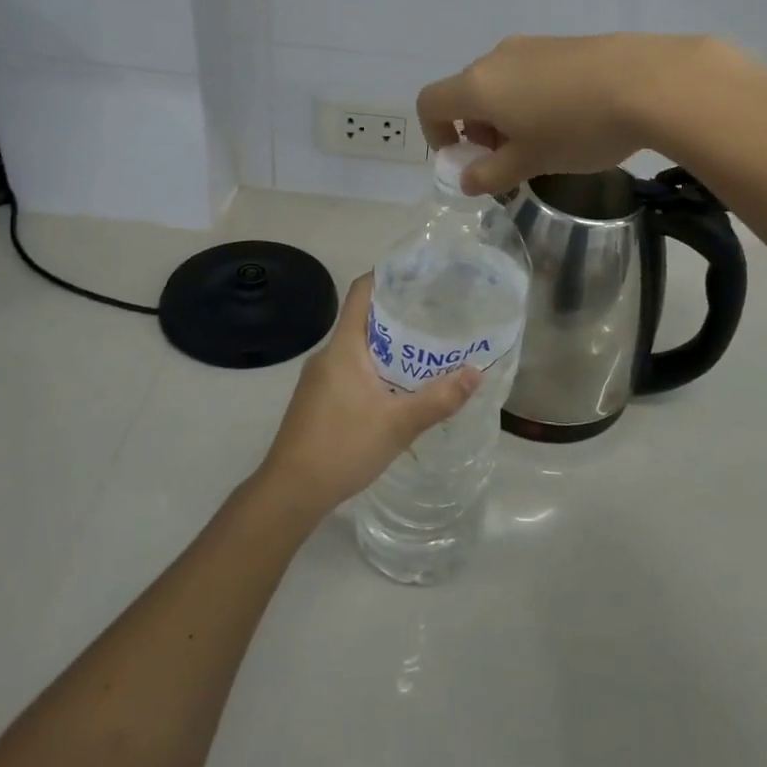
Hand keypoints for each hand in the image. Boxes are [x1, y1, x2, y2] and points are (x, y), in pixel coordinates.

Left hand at [255, 274, 480, 521]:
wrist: (289, 493)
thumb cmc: (341, 447)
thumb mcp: (398, 424)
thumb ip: (439, 399)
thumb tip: (477, 372)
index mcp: (343, 347)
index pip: (362, 292)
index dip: (388, 276)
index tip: (421, 273)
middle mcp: (329, 355)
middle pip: (365, 319)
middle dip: (400, 315)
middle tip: (439, 314)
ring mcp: (320, 378)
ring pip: (360, 348)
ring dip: (391, 346)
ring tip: (428, 348)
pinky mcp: (319, 400)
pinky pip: (353, 370)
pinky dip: (378, 368)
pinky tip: (400, 387)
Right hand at [417, 33, 760, 195]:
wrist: (650, 82)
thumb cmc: (578, 128)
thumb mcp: (531, 161)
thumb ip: (491, 173)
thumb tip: (467, 179)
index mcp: (478, 85)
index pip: (430, 102)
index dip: (434, 134)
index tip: (463, 158)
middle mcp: (496, 58)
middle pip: (466, 92)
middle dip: (475, 129)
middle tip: (508, 159)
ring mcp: (531, 46)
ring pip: (500, 83)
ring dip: (504, 114)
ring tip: (542, 142)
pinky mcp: (562, 43)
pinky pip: (529, 73)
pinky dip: (530, 98)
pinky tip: (569, 118)